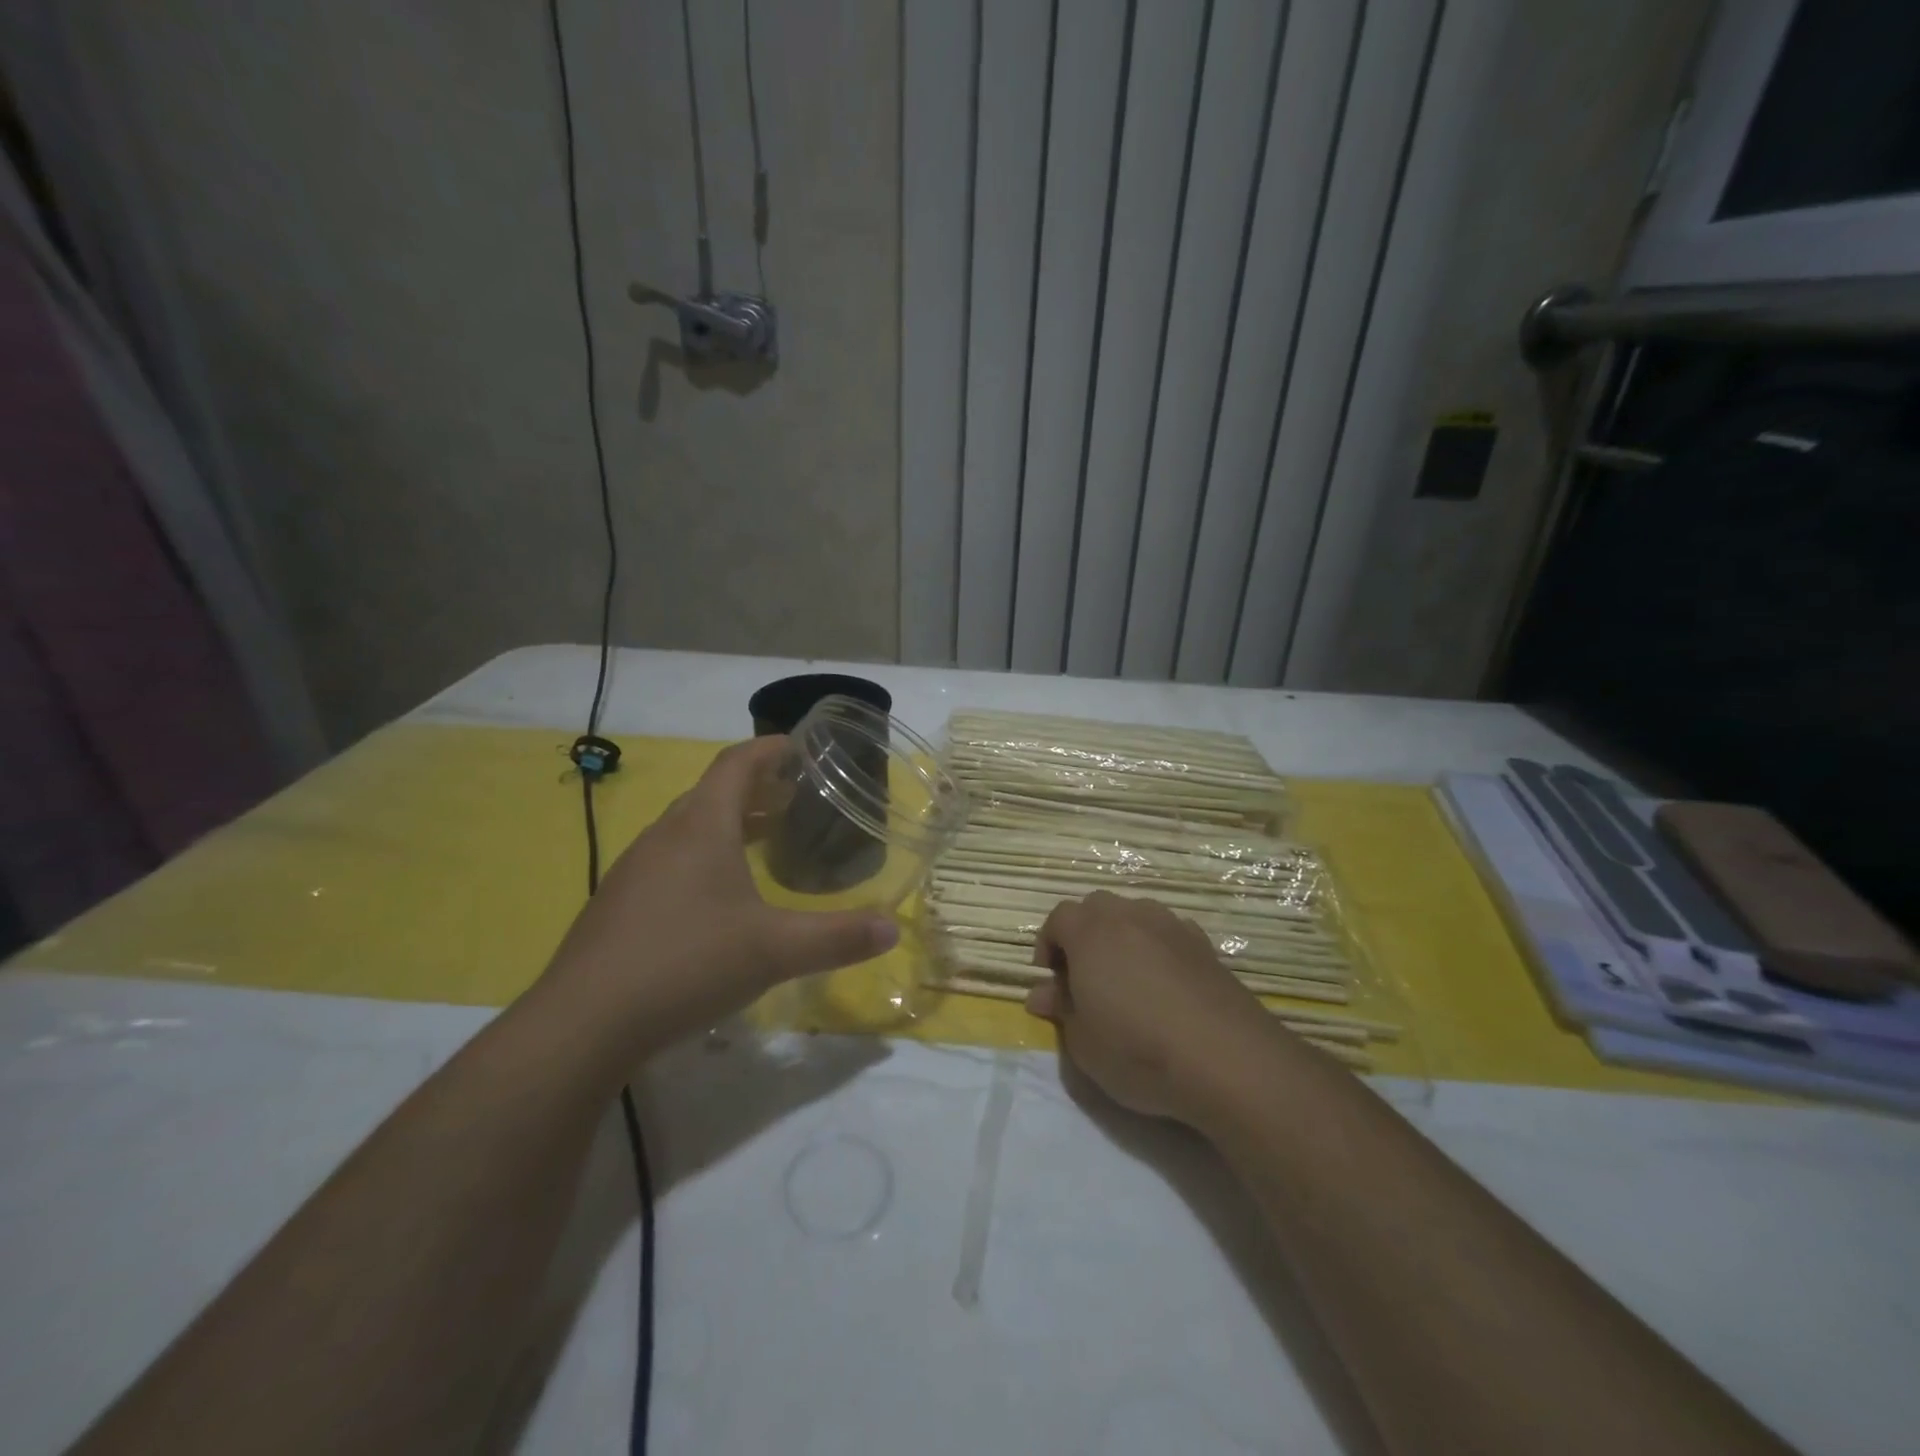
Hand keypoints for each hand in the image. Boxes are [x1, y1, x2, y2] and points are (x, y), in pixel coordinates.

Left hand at [539, 737, 898, 1054]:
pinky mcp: (620, 904)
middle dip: (755, 788)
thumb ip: (838, 937)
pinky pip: (670, 860)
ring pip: (688, 828)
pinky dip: (702, 857)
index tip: (799, 747)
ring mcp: (635, 869)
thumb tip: (893, 929)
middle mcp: (665, 836)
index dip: (769, 749)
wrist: (583, 1023)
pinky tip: (718, 899)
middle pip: (712, 792)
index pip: (736, 763)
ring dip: (727, 823)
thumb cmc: (687, 963)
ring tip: (762, 841)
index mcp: (701, 826)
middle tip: (793, 798)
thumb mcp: (775, 950)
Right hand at [1023, 891, 1277, 1125]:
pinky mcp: (1204, 944)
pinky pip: (1168, 933)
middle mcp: (1129, 916)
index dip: (1049, 945)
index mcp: (1091, 932)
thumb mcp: (1083, 1043)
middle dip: (1084, 934)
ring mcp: (1171, 925)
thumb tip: (1041, 993)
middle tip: (1085, 977)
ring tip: (1127, 980)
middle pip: (1097, 907)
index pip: (1058, 918)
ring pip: (1135, 915)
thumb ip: (1061, 1010)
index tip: (1052, 980)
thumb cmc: (1138, 1050)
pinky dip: (1158, 948)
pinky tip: (1165, 986)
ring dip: (1122, 937)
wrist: (1227, 1058)